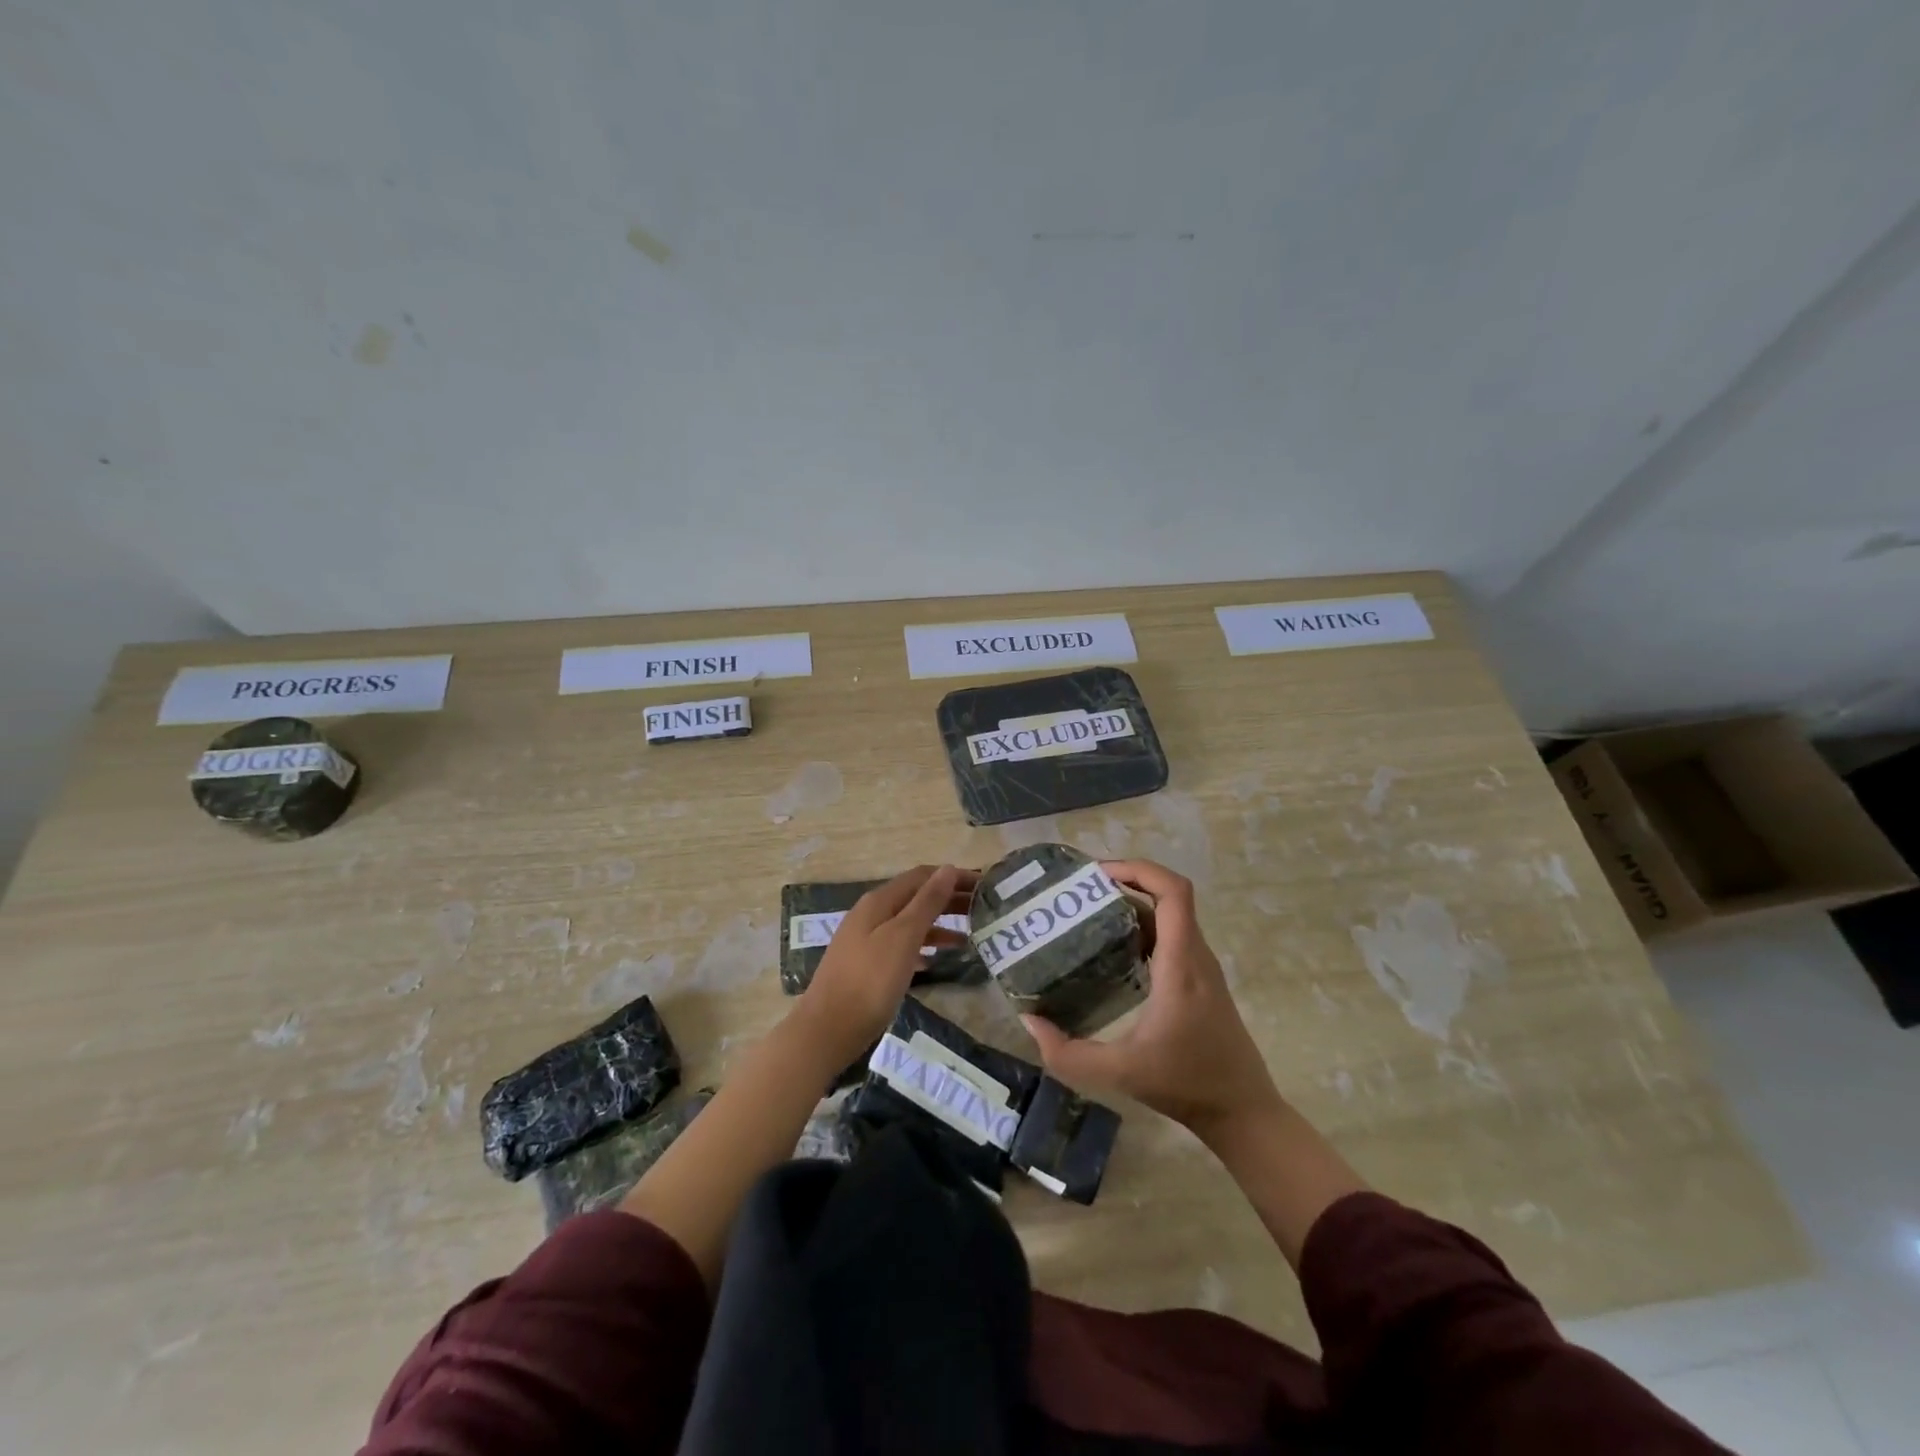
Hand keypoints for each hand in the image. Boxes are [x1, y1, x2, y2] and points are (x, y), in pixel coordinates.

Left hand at [793, 864, 973, 1069]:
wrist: (828, 1029)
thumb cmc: (870, 981)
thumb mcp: (903, 937)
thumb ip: (926, 902)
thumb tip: (948, 868)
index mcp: (879, 901)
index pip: (923, 876)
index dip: (954, 876)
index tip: (985, 885)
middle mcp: (871, 914)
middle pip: (916, 897)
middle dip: (949, 899)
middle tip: (984, 908)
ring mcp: (866, 939)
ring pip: (909, 922)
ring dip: (938, 924)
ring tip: (969, 936)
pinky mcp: (866, 965)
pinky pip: (900, 945)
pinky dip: (922, 946)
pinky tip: (934, 961)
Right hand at [1021, 859, 1282, 1144]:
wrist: (1243, 1112)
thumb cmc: (1186, 1085)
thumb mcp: (1120, 1072)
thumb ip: (1068, 1053)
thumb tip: (1030, 1021)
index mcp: (1181, 963)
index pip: (1173, 891)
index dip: (1138, 869)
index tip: (1098, 874)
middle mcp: (1195, 955)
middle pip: (1167, 896)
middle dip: (1125, 882)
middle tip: (1081, 892)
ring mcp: (1201, 967)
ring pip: (1170, 915)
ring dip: (1133, 904)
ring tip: (1088, 914)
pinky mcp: (1200, 980)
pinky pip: (1171, 936)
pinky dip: (1142, 928)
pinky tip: (1111, 950)